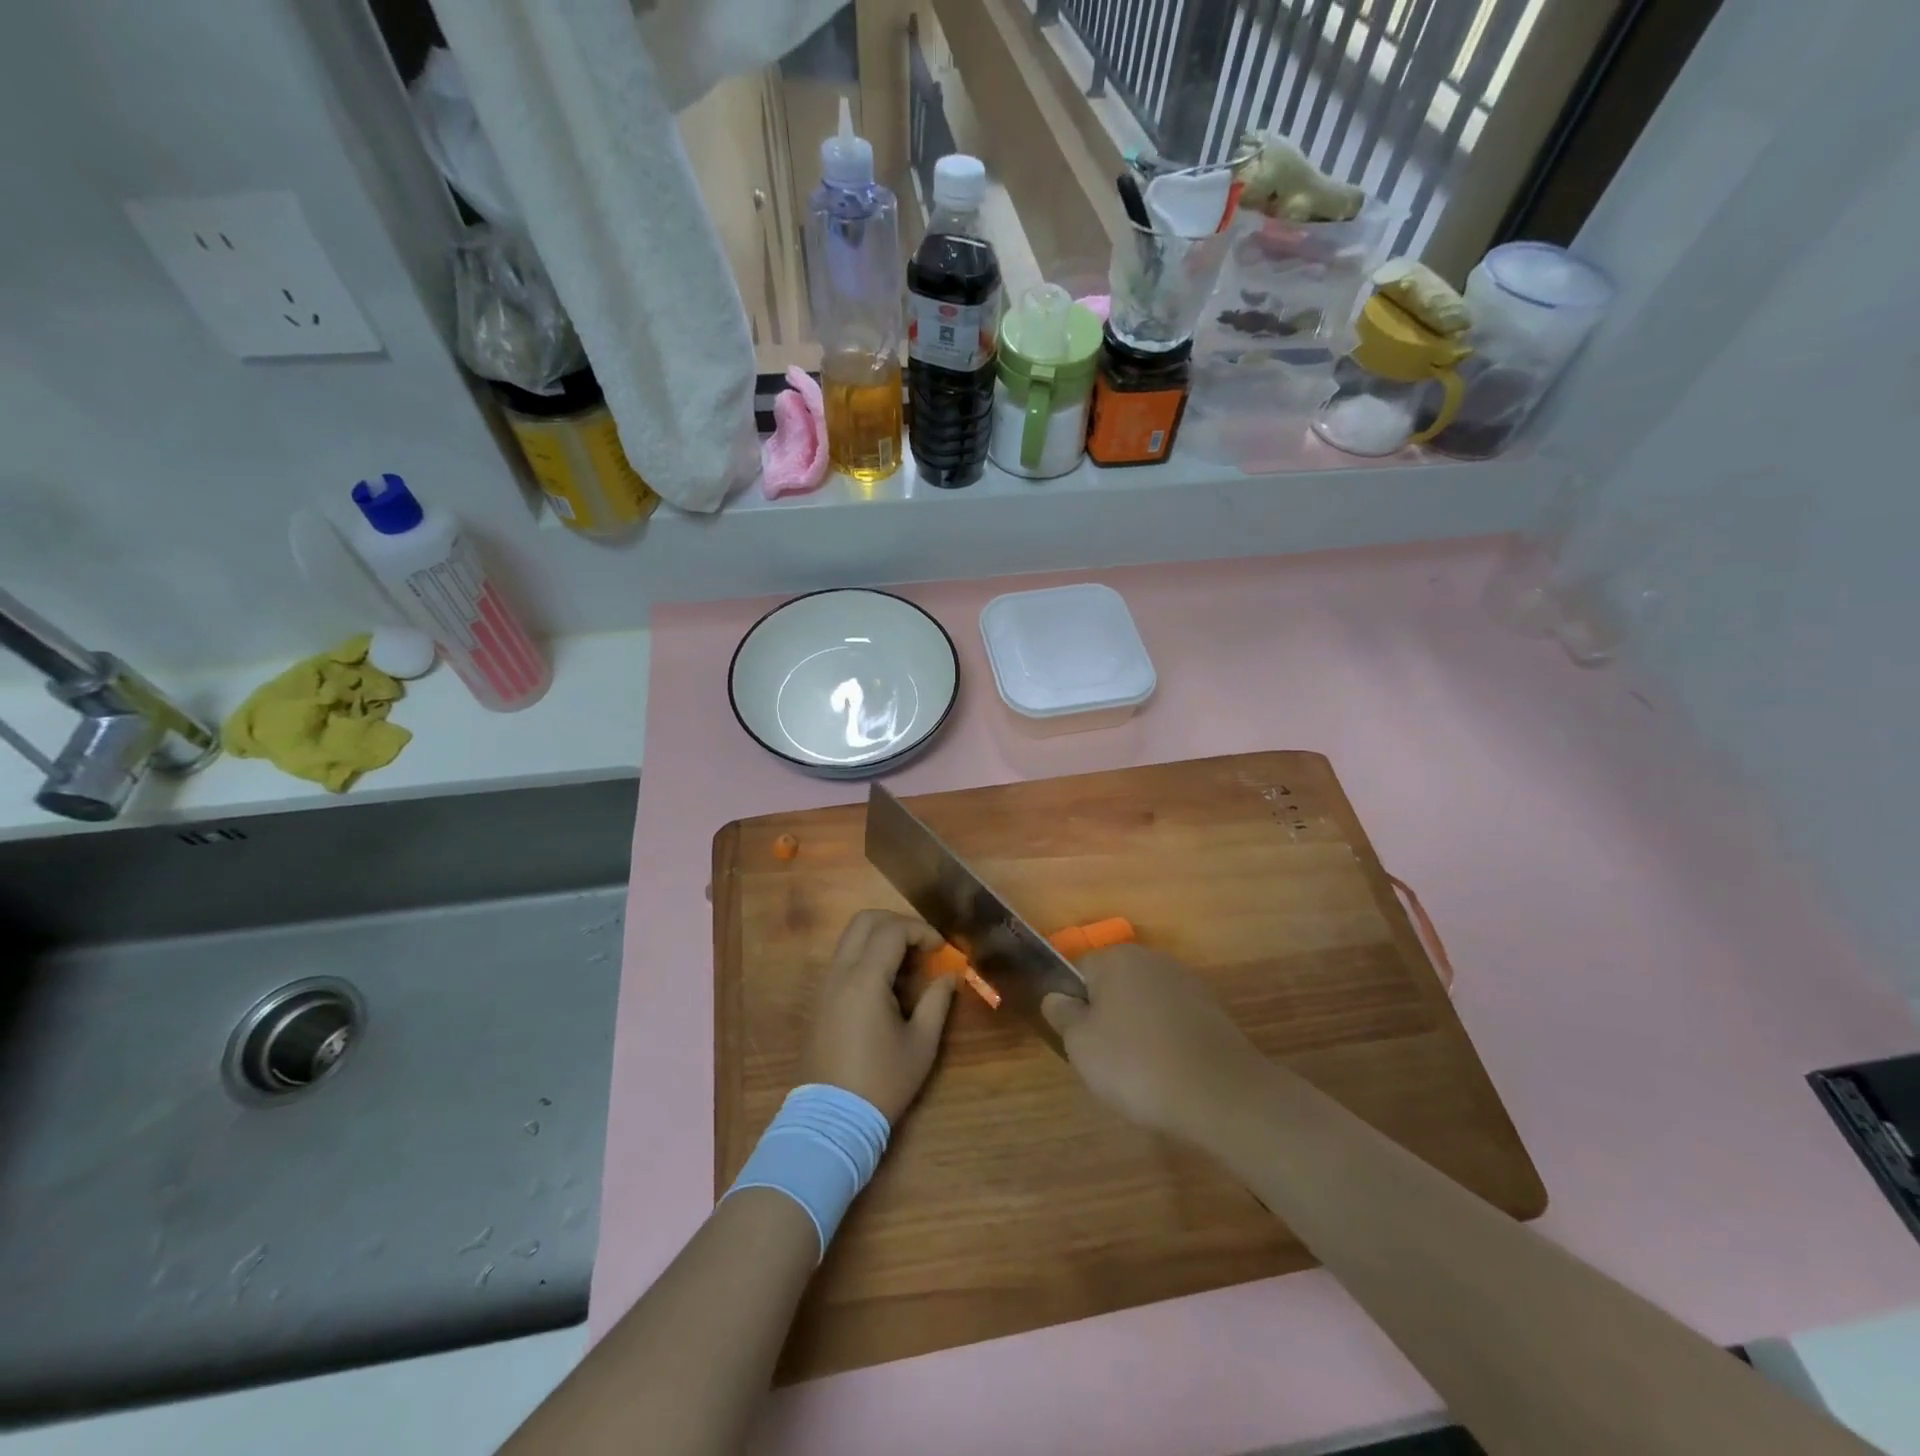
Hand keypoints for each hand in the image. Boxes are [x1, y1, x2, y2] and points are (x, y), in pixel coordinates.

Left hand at [798, 910, 955, 1123]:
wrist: (831, 1120)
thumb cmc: (882, 1082)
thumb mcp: (921, 1044)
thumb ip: (937, 1002)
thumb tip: (949, 976)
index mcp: (865, 979)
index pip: (892, 930)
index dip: (921, 931)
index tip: (942, 949)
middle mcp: (840, 973)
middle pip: (864, 921)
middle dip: (897, 923)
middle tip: (923, 945)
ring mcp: (826, 985)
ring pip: (851, 938)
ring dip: (881, 938)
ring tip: (908, 965)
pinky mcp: (820, 1000)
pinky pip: (844, 959)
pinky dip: (867, 955)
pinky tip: (888, 983)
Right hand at [1042, 945, 1266, 1142]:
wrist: (1221, 1094)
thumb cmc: (1137, 1064)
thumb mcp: (1081, 1044)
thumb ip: (1063, 1015)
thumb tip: (1056, 997)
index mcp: (1117, 957)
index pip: (1079, 971)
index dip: (1072, 1005)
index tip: (1077, 1041)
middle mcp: (1153, 959)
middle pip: (1113, 985)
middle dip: (1105, 1017)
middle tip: (1103, 1060)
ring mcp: (1187, 983)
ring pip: (1144, 1004)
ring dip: (1136, 1029)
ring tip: (1137, 1073)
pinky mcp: (1212, 1011)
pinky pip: (1172, 1022)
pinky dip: (1165, 1041)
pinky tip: (1167, 1073)